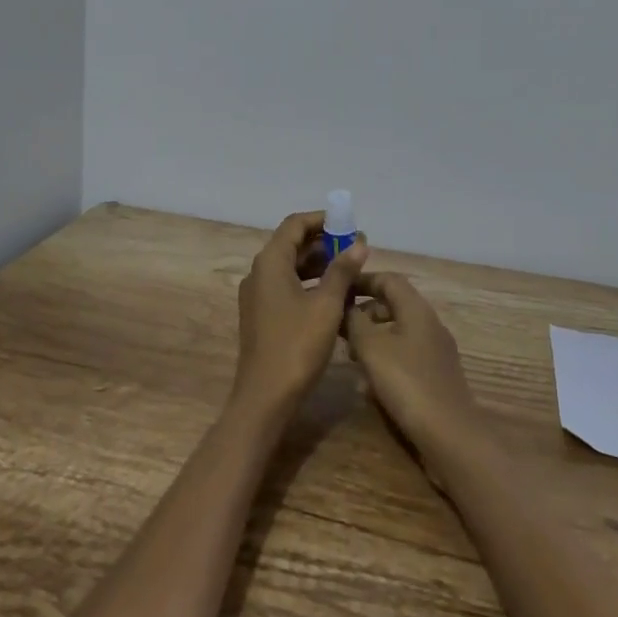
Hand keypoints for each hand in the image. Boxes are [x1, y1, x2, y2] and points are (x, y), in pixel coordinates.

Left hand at [233, 211, 367, 418]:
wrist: (265, 396)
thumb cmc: (297, 345)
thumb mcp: (327, 305)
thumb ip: (342, 271)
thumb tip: (359, 243)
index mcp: (270, 262)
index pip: (295, 225)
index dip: (322, 220)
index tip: (349, 224)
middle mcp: (259, 273)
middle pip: (291, 244)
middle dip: (324, 242)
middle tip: (356, 247)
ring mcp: (258, 295)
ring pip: (290, 267)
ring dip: (318, 264)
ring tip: (350, 269)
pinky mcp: (262, 315)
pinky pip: (287, 286)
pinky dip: (309, 283)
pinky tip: (333, 295)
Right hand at [344, 273, 481, 457]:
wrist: (450, 435)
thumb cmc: (407, 383)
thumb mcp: (372, 348)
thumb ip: (355, 322)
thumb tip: (346, 306)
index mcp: (417, 310)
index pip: (389, 279)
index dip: (363, 280)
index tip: (339, 289)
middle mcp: (430, 324)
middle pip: (394, 305)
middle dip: (365, 313)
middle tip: (340, 329)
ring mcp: (436, 352)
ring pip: (398, 332)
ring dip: (373, 339)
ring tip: (351, 358)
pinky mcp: (436, 376)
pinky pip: (405, 356)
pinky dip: (385, 360)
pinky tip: (370, 385)